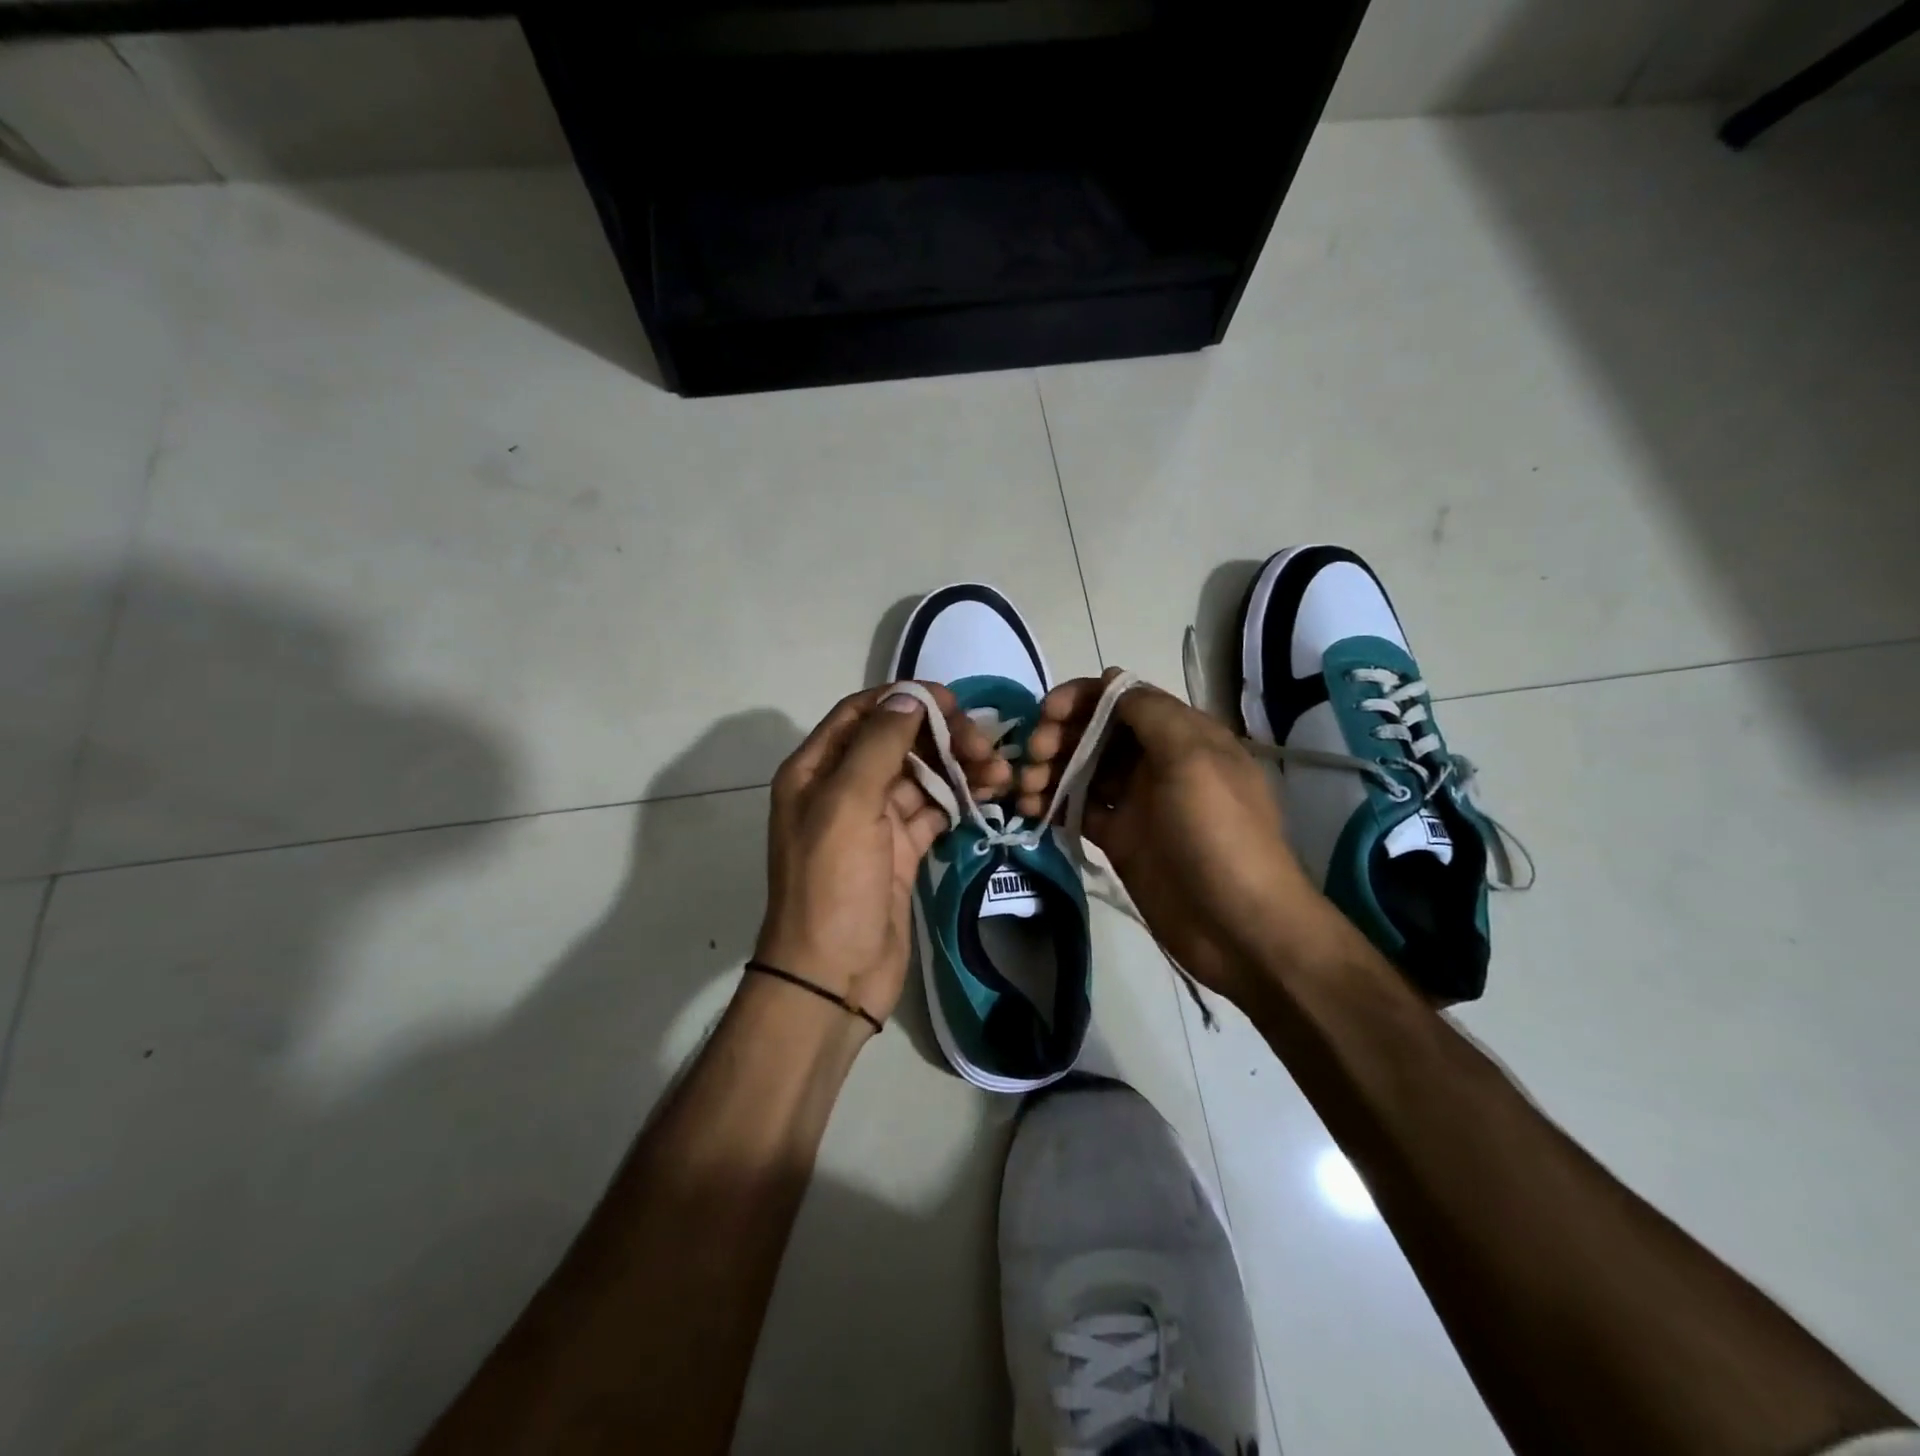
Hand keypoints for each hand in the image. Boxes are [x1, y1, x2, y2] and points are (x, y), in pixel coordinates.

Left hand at [755, 685, 1010, 1028]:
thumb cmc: (832, 885)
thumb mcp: (848, 805)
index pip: (862, 713)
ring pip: (921, 777)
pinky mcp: (900, 851)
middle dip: (942, 737)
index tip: (954, 702)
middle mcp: (842, 789)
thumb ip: (878, 745)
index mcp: (816, 770)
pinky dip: (960, 800)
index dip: (906, 700)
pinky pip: (933, 812)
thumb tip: (908, 696)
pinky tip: (990, 796)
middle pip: (897, 742)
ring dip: (959, 769)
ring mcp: (873, 822)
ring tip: (1001, 775)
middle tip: (986, 747)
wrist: (833, 977)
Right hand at [1017, 668, 1321, 999]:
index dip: (1082, 699)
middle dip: (1060, 735)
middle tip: (1034, 758)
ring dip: (1051, 770)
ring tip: (1026, 791)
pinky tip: (1032, 811)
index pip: (1123, 698)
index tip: (1047, 714)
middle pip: (1098, 732)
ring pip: (1084, 769)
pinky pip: (1081, 809)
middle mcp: (1158, 761)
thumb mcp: (1193, 760)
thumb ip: (1150, 713)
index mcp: (1182, 734)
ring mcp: (1138, 801)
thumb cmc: (1218, 834)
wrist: (1239, 927)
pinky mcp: (1121, 838)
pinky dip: (1055, 804)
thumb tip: (1112, 678)